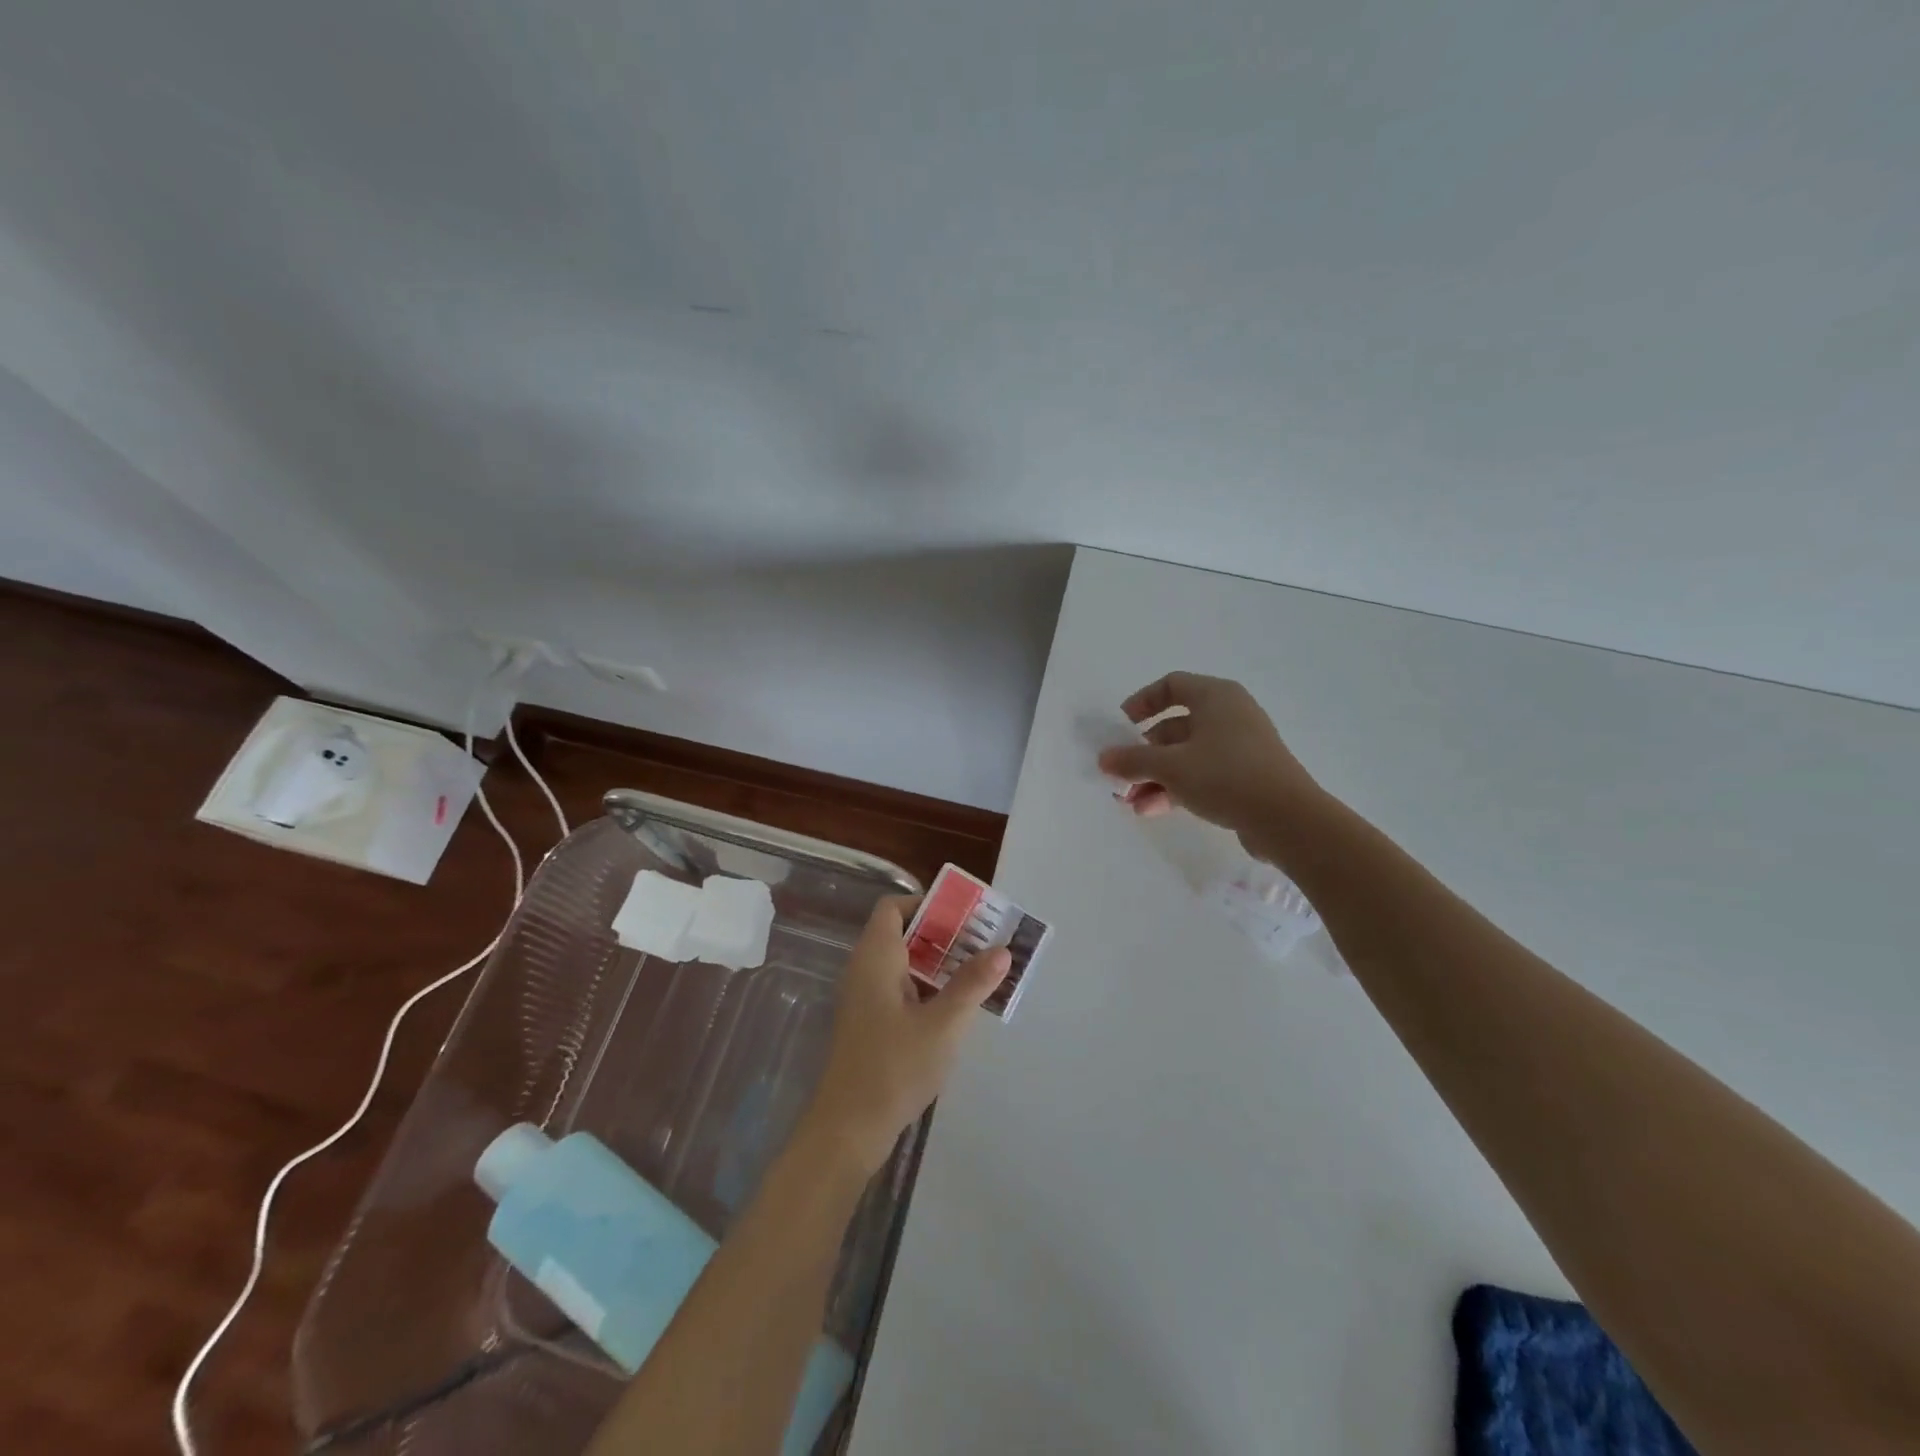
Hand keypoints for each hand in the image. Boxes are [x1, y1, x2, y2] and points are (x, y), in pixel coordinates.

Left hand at [800, 896, 1009, 1174]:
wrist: (849, 1129)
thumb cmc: (894, 1067)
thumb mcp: (943, 1024)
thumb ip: (972, 984)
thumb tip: (1002, 949)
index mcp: (876, 957)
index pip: (894, 907)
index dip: (927, 904)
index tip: (964, 916)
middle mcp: (865, 970)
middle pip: (903, 933)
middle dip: (944, 934)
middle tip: (984, 942)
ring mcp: (866, 998)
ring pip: (905, 964)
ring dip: (940, 963)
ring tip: (980, 971)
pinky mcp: (871, 1024)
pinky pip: (901, 989)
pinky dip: (928, 988)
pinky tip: (958, 1007)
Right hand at [1097, 672, 1321, 850]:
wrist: (1287, 819)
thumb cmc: (1225, 776)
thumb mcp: (1170, 767)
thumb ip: (1132, 761)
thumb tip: (1104, 758)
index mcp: (1216, 697)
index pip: (1171, 685)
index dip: (1142, 702)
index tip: (1121, 726)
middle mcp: (1229, 715)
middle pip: (1175, 725)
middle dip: (1144, 753)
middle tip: (1122, 774)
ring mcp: (1240, 747)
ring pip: (1187, 755)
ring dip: (1156, 776)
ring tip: (1132, 802)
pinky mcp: (1246, 776)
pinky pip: (1202, 774)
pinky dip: (1177, 787)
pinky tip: (1153, 810)